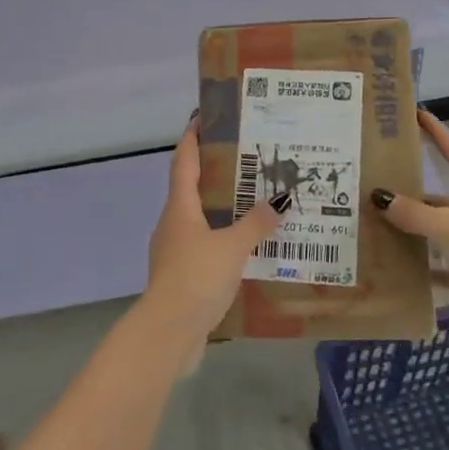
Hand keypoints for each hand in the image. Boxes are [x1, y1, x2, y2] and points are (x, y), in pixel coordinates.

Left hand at [136, 115, 283, 364]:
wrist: (169, 332)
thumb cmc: (196, 278)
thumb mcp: (233, 247)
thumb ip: (256, 224)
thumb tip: (279, 200)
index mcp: (179, 208)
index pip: (183, 162)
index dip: (192, 138)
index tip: (203, 117)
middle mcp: (173, 224)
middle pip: (191, 189)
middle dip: (214, 173)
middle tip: (246, 160)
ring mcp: (174, 251)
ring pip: (200, 220)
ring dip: (222, 209)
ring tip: (254, 202)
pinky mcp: (182, 276)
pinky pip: (205, 247)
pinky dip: (223, 240)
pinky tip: (247, 248)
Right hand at [370, 109, 448, 351]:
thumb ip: (416, 214)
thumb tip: (380, 196)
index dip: (436, 133)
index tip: (416, 114)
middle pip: (442, 196)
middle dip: (412, 192)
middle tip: (375, 184)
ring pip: (441, 231)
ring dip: (414, 230)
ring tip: (375, 226)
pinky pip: (445, 264)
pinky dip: (425, 266)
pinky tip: (399, 268)